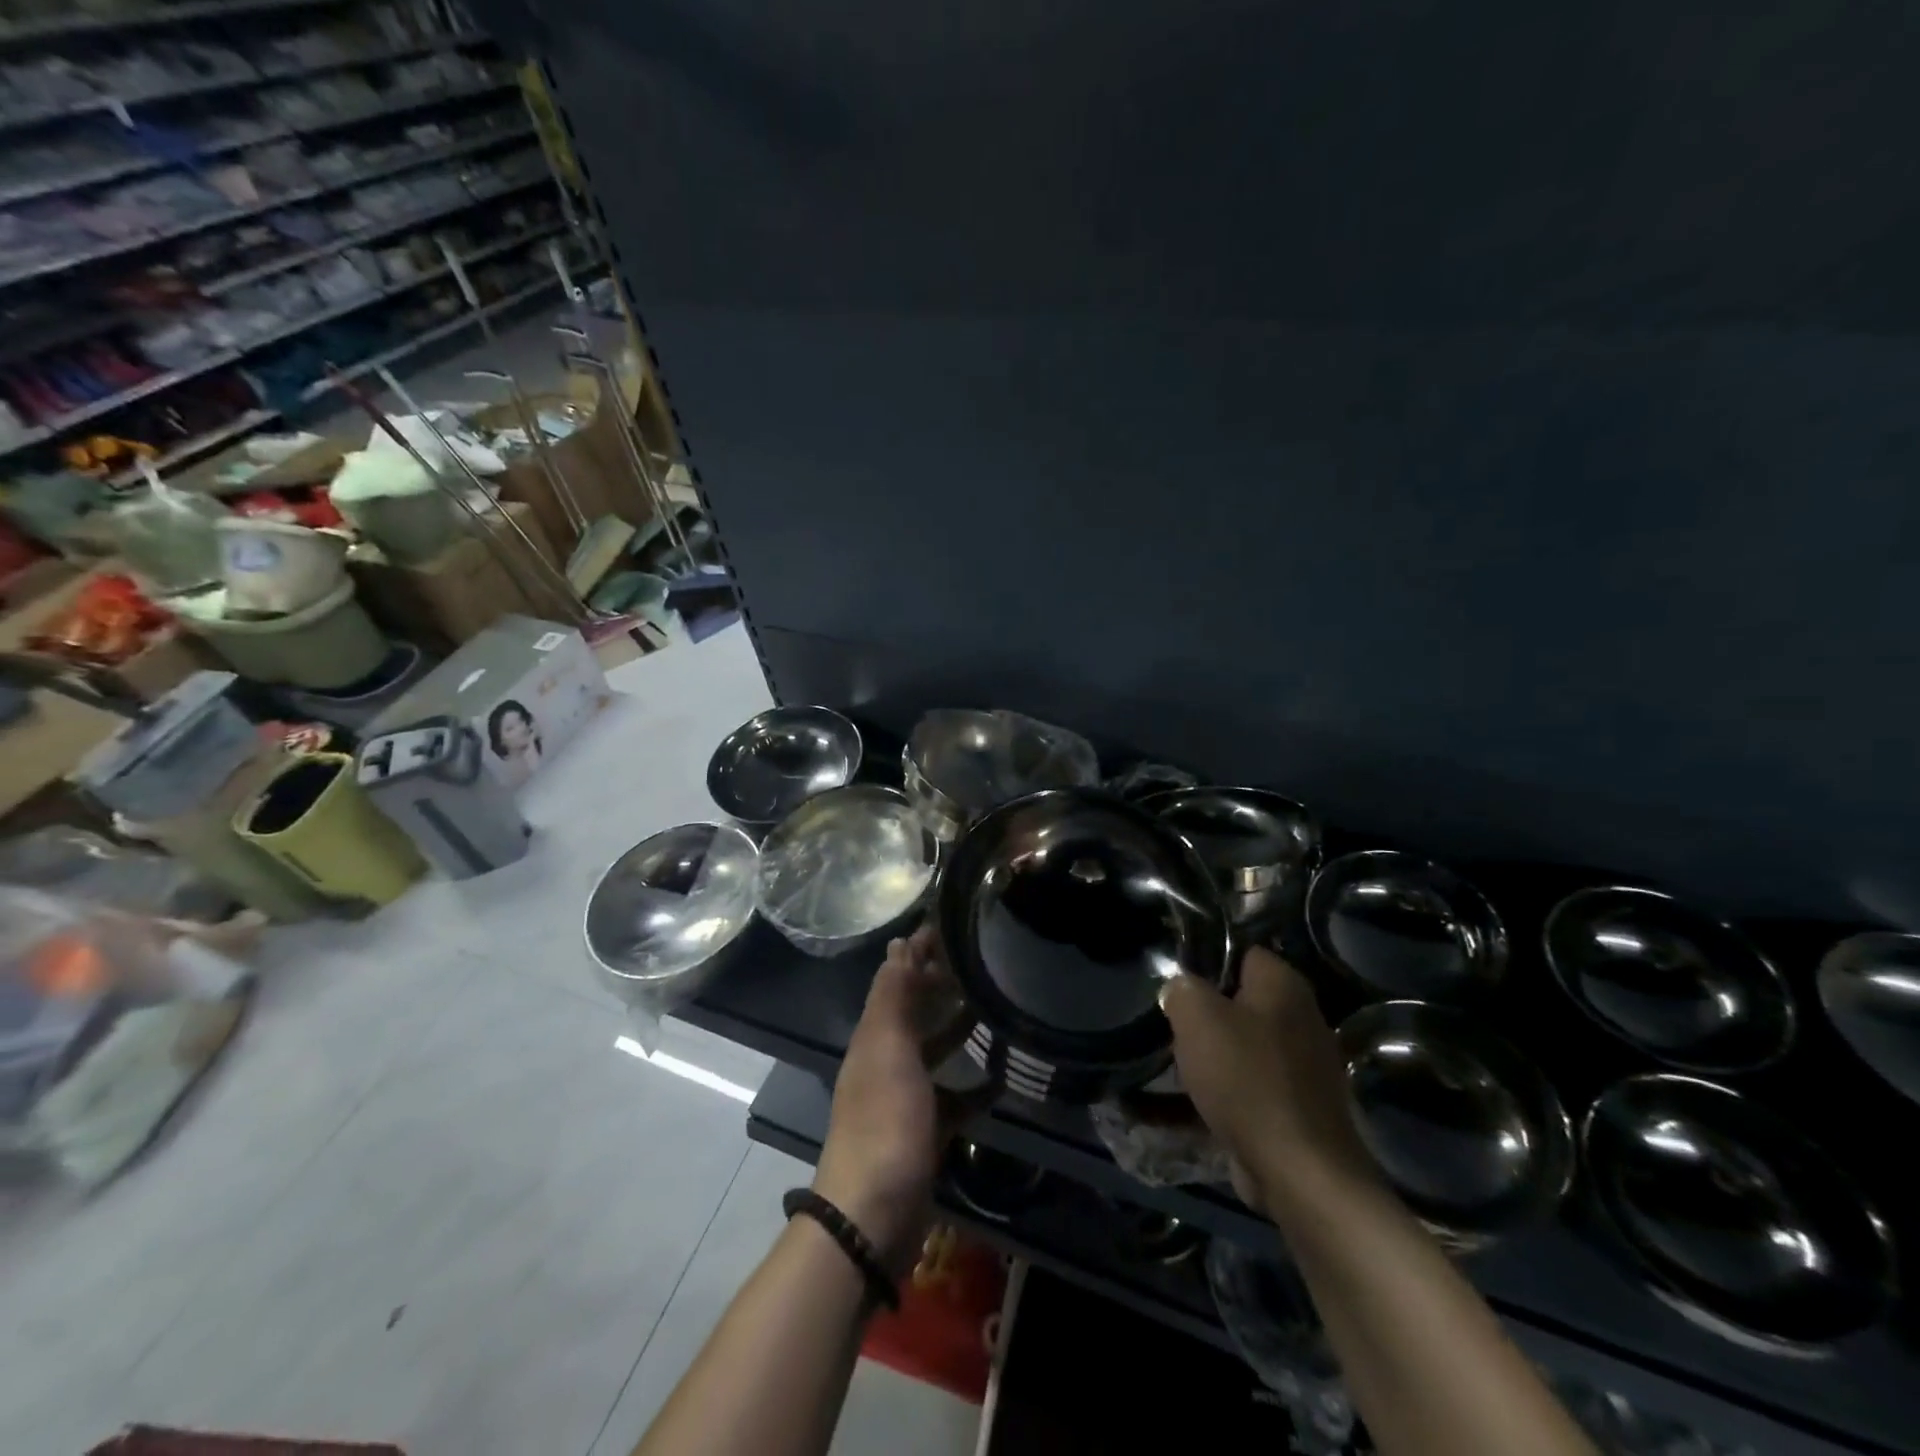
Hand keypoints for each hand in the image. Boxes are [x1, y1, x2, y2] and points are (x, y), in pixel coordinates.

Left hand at [814, 925, 966, 1273]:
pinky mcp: (925, 1132)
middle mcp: (886, 1061)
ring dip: (957, 1030)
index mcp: (874, 1037)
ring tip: (993, 1009)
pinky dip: (973, 1088)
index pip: (895, 979)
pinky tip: (1001, 1080)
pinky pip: (953, 1099)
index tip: (950, 927)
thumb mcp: (888, 1050)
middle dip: (940, 986)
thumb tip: (899, 944)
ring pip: (933, 1052)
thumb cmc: (884, 1121)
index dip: (917, 952)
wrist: (873, 1214)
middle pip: (915, 1012)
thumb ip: (893, 998)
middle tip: (981, 962)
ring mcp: (905, 1098)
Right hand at [1160, 946, 1379, 1217]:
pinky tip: (1174, 1107)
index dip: (1203, 959)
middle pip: (1237, 1001)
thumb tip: (1180, 988)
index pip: (1240, 951)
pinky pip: (1243, 1089)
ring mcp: (1300, 1067)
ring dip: (1204, 1056)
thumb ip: (1182, 989)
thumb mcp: (1197, 1017)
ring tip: (1163, 1063)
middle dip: (1201, 1012)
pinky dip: (1213, 1095)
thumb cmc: (1247, 1079)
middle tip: (1165, 1022)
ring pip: (1238, 1047)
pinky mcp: (1292, 1108)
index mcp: (1283, 985)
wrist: (1300, 1173)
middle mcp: (1299, 1018)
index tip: (1171, 977)